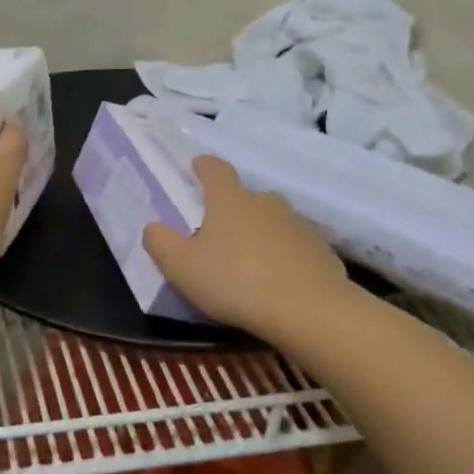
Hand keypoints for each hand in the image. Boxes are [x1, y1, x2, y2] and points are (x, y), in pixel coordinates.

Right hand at [143, 154, 348, 338]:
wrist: (307, 309)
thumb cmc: (234, 281)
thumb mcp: (181, 267)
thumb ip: (161, 243)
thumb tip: (153, 227)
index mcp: (230, 200)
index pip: (215, 170)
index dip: (204, 166)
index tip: (198, 164)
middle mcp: (266, 203)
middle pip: (246, 196)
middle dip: (233, 207)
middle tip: (219, 228)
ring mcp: (298, 225)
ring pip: (273, 221)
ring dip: (259, 232)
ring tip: (248, 257)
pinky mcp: (321, 250)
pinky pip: (294, 247)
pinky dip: (283, 255)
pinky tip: (277, 279)